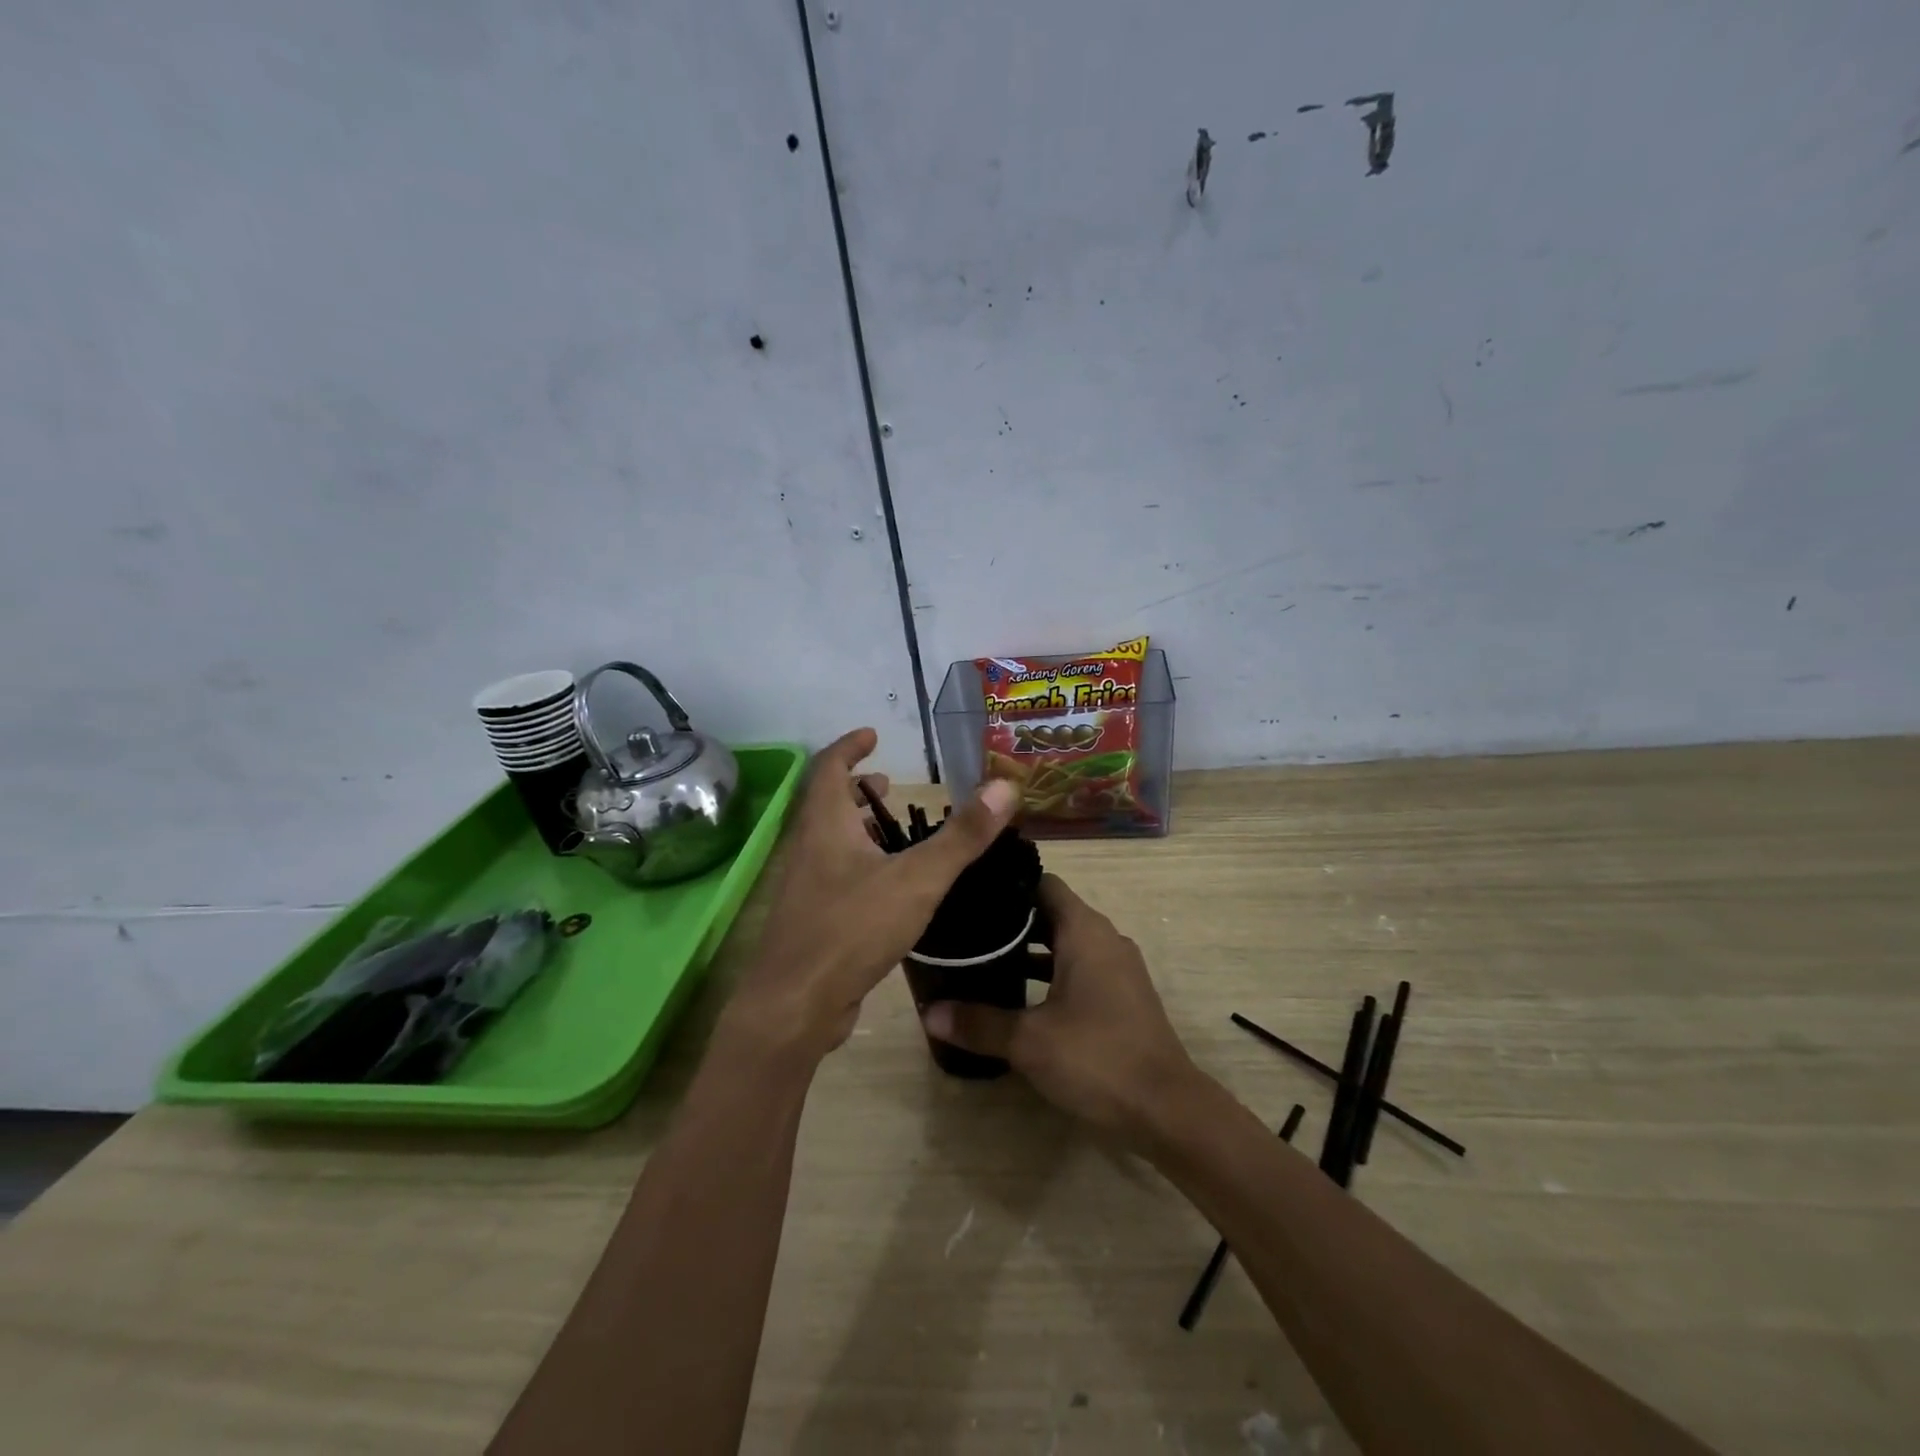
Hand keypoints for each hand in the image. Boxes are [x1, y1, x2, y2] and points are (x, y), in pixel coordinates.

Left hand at [729, 728, 1020, 1057]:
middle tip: (887, 784)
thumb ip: (962, 836)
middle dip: (855, 788)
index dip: (850, 746)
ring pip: (829, 841)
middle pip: (826, 803)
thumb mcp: (917, 879)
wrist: (795, 1006)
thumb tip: (1005, 786)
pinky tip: (889, 887)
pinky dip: (859, 863)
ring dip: (857, 827)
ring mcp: (805, 886)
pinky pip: (835, 875)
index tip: (872, 735)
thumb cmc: (852, 929)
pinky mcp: (812, 919)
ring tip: (893, 831)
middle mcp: (808, 847)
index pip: (830, 767)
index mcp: (825, 824)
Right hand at [920, 874, 1198, 1139]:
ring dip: (1029, 949)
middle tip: (965, 928)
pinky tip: (1017, 995)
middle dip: (1010, 919)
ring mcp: (1117, 968)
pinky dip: (1049, 972)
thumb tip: (930, 1013)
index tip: (969, 893)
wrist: (1167, 1109)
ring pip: (1064, 942)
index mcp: (1085, 931)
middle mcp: (1104, 938)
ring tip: (982, 958)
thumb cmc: (1097, 1058)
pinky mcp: (1121, 995)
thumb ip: (979, 1023)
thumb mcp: (1029, 1041)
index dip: (1007, 883)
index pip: (1042, 882)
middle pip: (1051, 911)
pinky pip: (1078, 967)